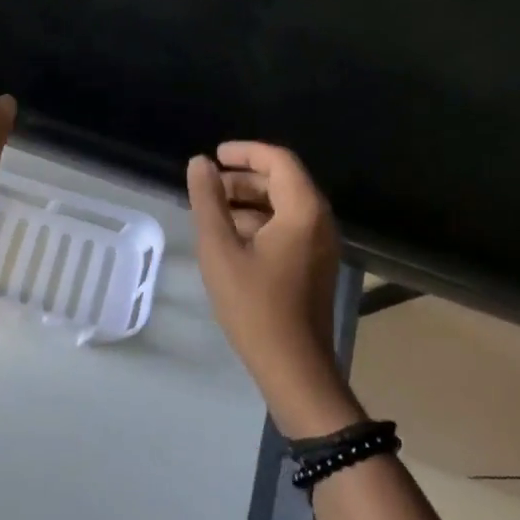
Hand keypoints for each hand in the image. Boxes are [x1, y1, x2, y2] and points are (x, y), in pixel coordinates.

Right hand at [187, 142, 359, 436]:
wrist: (293, 367)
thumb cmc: (254, 305)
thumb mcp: (220, 249)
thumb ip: (208, 201)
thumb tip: (199, 163)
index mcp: (303, 211)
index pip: (278, 160)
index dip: (245, 151)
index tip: (214, 155)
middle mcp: (320, 221)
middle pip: (283, 181)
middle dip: (243, 179)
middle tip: (207, 187)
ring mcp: (321, 245)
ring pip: (284, 206)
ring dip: (249, 202)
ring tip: (212, 213)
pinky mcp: (315, 265)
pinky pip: (288, 228)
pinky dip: (260, 223)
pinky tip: (231, 240)